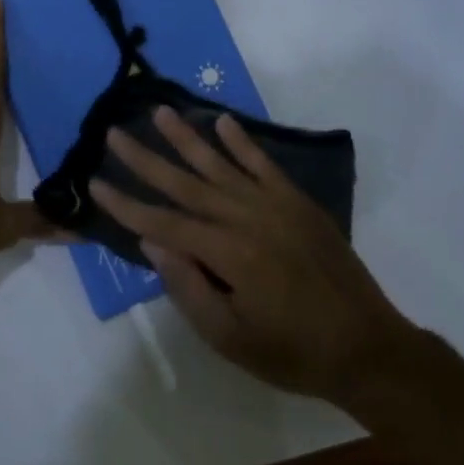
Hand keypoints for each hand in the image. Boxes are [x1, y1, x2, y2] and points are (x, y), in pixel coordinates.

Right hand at [91, 107, 413, 405]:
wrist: (368, 348)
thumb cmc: (292, 352)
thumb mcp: (230, 338)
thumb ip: (187, 287)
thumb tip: (151, 240)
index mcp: (228, 253)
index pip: (164, 222)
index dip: (126, 204)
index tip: (95, 183)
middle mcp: (247, 218)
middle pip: (186, 183)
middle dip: (146, 158)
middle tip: (115, 133)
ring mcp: (276, 205)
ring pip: (221, 164)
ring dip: (187, 137)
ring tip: (160, 112)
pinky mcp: (299, 203)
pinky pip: (264, 164)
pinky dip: (242, 142)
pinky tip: (223, 122)